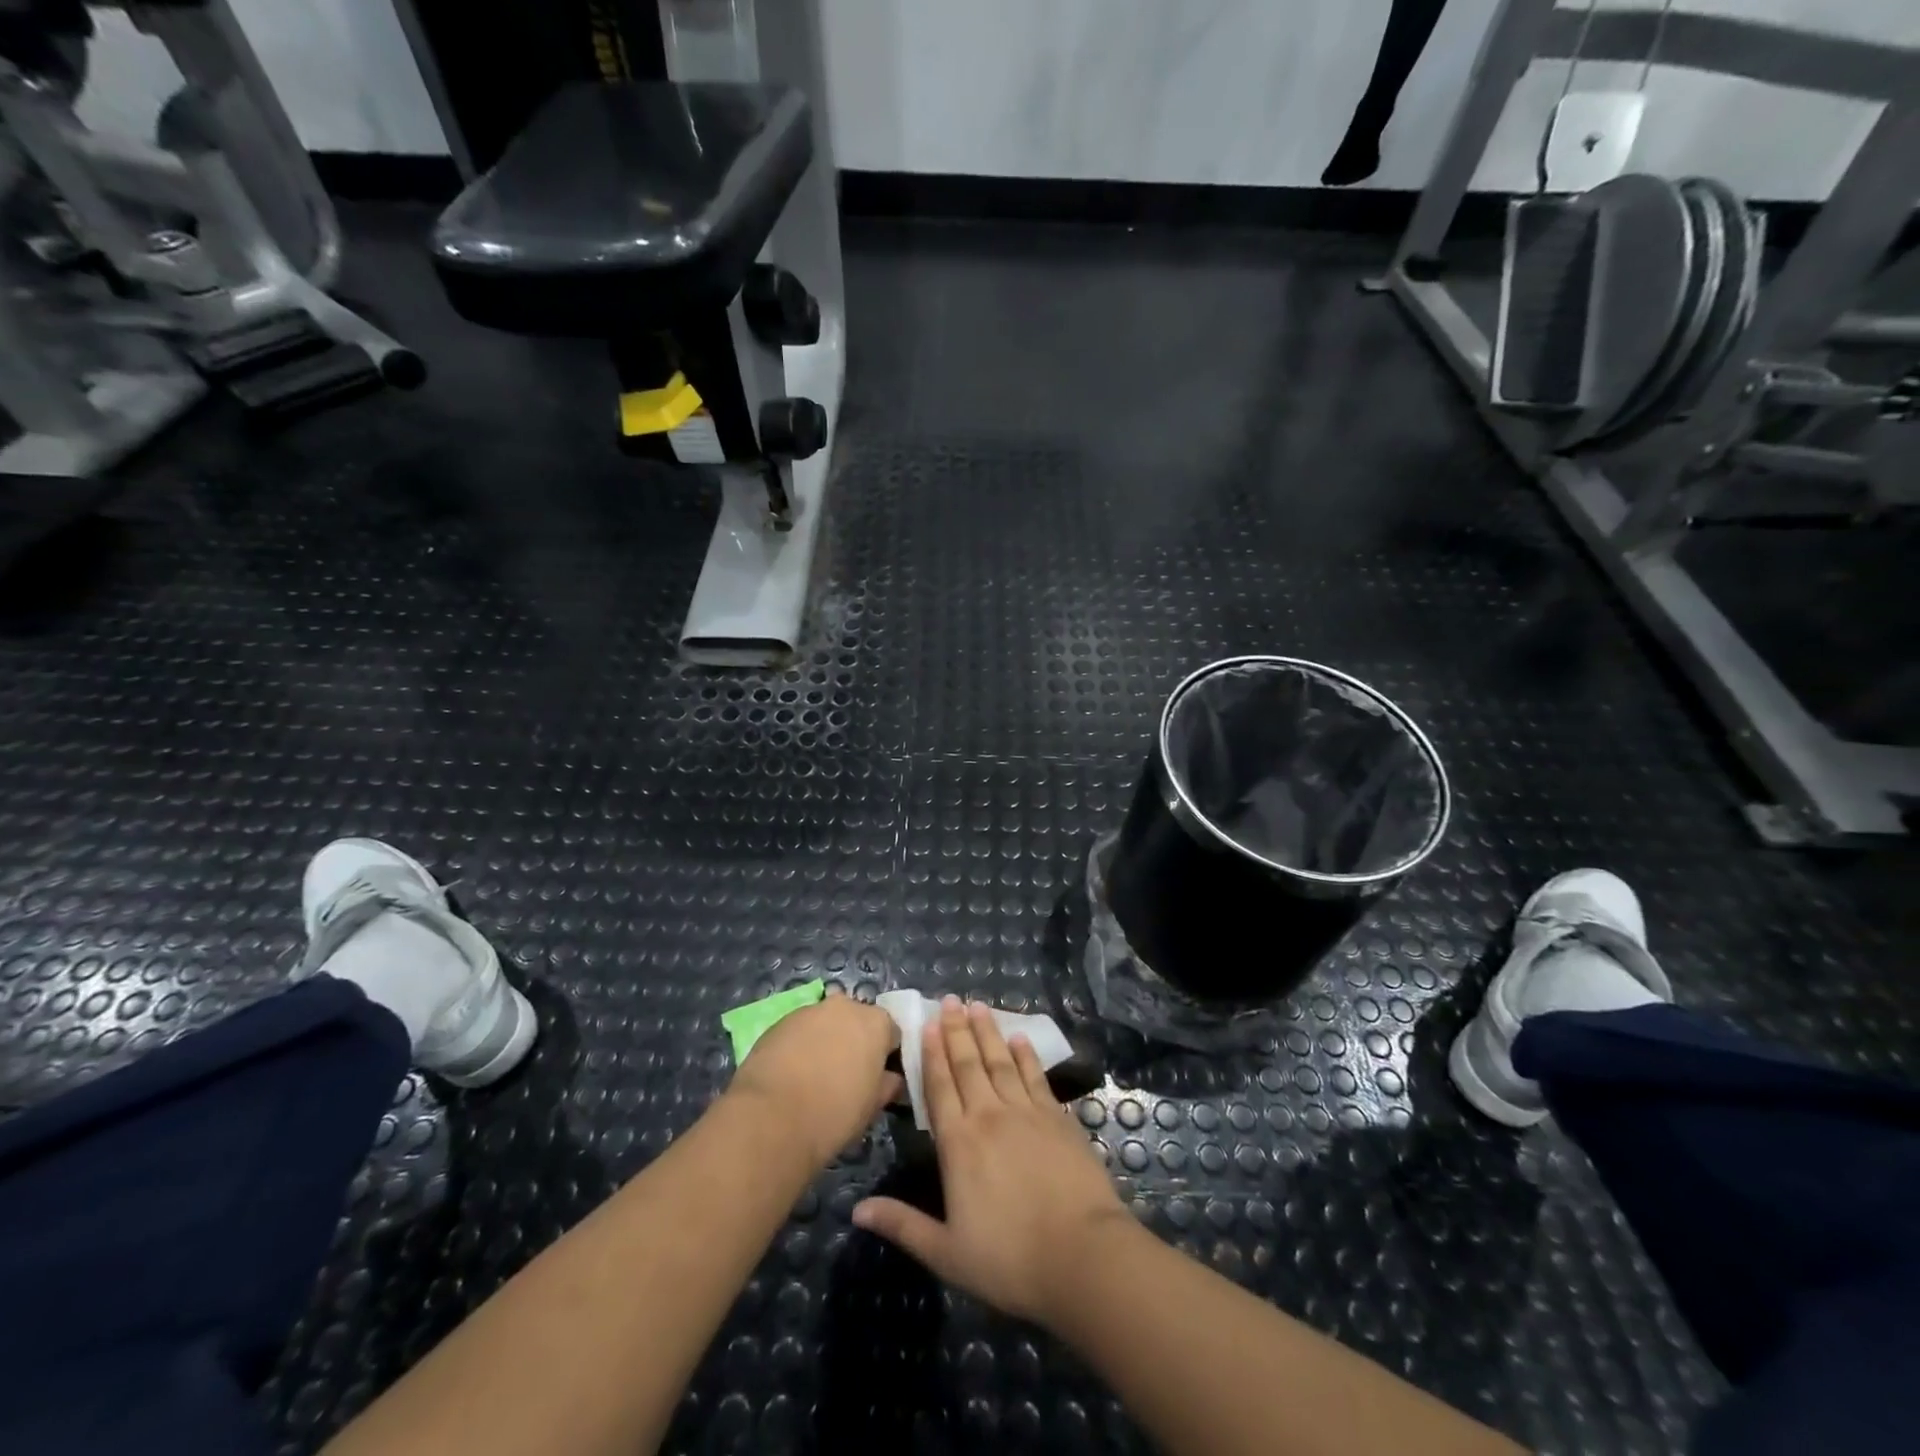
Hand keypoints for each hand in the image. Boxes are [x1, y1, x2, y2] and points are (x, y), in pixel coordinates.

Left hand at [727, 991, 902, 1169]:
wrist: (772, 1117)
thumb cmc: (835, 1113)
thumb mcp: (873, 1106)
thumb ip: (888, 1085)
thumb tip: (891, 1079)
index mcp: (876, 1022)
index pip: (891, 1033)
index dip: (886, 1056)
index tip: (878, 1078)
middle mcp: (845, 1006)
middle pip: (857, 1021)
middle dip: (855, 1042)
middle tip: (847, 1076)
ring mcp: (810, 1011)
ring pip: (826, 1024)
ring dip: (826, 1042)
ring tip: (815, 1078)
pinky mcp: (779, 1022)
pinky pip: (799, 1032)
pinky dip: (800, 1047)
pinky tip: (792, 1076)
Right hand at [852, 997, 1131, 1326]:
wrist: (1082, 1256)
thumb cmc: (1009, 1260)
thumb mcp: (946, 1253)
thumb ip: (902, 1225)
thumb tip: (856, 1209)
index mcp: (958, 1144)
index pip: (940, 1087)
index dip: (931, 1054)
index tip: (927, 1024)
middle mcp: (989, 1116)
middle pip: (969, 1064)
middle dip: (957, 1030)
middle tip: (950, 1000)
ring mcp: (1027, 1113)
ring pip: (1001, 1061)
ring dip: (988, 1032)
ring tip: (979, 1006)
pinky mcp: (1057, 1118)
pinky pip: (1035, 1077)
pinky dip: (1026, 1055)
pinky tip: (1020, 1038)